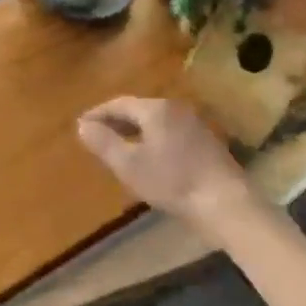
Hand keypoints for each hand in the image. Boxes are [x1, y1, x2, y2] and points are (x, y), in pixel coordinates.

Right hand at [76, 97, 255, 235]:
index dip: (98, 113)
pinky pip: (169, 132)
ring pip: (155, 121)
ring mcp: (194, 124)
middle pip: (139, 110)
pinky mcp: (205, 141)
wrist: (224, 202)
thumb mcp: (130, 165)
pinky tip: (149, 158)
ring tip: (119, 147)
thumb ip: (104, 143)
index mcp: (156, 109)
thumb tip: (82, 125)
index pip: (119, 103)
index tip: (81, 124)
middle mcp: (175, 108)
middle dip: (116, 121)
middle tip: (97, 135)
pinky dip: (152, 139)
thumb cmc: (172, 181)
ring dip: (134, 131)